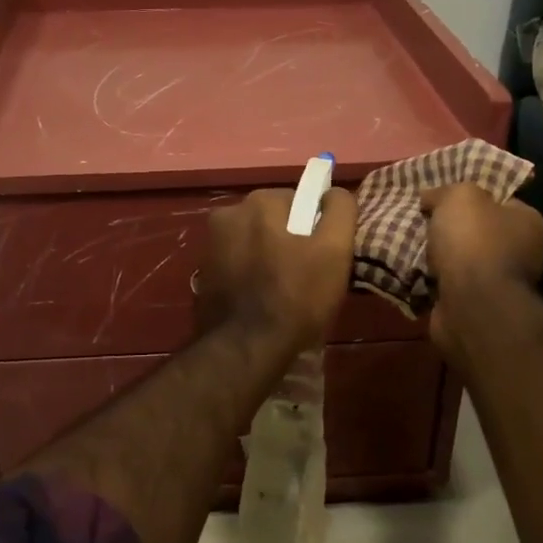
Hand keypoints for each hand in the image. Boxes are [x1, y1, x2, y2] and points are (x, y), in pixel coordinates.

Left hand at [195, 187, 356, 358]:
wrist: (245, 349)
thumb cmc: (296, 296)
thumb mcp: (335, 250)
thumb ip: (340, 210)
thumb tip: (334, 193)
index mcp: (259, 201)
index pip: (300, 202)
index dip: (316, 228)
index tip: (323, 256)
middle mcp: (228, 214)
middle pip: (274, 221)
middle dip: (290, 241)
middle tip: (307, 277)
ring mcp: (210, 244)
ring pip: (254, 242)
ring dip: (269, 258)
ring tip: (285, 293)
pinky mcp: (203, 273)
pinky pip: (237, 265)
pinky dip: (250, 275)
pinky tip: (261, 301)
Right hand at [421, 184, 542, 353]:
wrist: (471, 304)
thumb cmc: (474, 241)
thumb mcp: (460, 196)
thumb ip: (445, 191)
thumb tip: (430, 197)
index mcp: (527, 222)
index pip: (500, 200)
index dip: (471, 195)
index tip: (442, 196)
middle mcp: (521, 252)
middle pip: (478, 231)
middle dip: (449, 228)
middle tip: (421, 219)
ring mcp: (499, 283)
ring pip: (460, 259)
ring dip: (437, 255)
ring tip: (409, 243)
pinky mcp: (476, 305)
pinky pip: (447, 284)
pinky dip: (431, 279)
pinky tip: (412, 269)